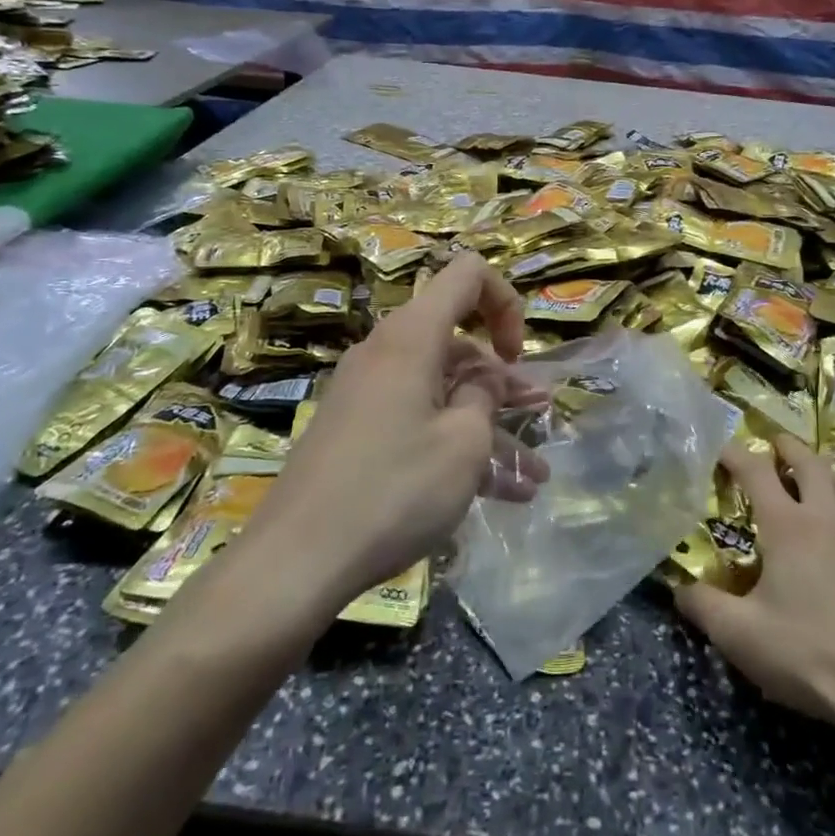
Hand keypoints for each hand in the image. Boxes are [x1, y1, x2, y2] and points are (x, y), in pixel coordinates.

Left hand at [233, 253, 548, 614]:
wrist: (296, 560)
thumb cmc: (394, 489)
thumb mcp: (463, 442)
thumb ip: (486, 395)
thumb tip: (485, 379)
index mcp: (412, 336)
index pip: (467, 275)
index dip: (505, 302)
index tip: (516, 356)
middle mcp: (387, 352)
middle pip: (458, 342)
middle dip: (504, 379)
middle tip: (538, 413)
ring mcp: (369, 393)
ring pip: (443, 391)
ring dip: (489, 424)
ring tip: (533, 473)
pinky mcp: (358, 430)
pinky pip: (419, 421)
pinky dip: (455, 445)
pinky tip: (496, 493)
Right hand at [675, 435, 834, 738]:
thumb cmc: (809, 655)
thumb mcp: (740, 636)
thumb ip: (703, 606)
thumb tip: (677, 588)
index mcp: (786, 527)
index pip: (756, 471)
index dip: (736, 454)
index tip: (723, 450)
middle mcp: (827, 517)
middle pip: (809, 463)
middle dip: (789, 448)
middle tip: (776, 444)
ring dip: (828, 473)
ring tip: (818, 477)